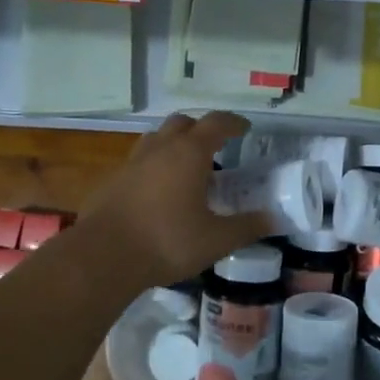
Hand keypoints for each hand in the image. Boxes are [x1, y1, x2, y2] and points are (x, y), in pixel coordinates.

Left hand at [82, 111, 272, 288]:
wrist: (104, 257)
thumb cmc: (167, 242)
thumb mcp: (217, 240)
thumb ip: (247, 227)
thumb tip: (275, 219)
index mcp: (189, 153)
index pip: (216, 123)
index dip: (233, 123)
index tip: (245, 129)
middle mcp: (160, 148)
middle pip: (182, 123)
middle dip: (200, 129)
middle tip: (215, 148)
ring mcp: (132, 163)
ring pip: (156, 139)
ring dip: (173, 144)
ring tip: (186, 168)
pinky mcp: (112, 181)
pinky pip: (138, 163)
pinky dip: (153, 168)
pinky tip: (157, 193)